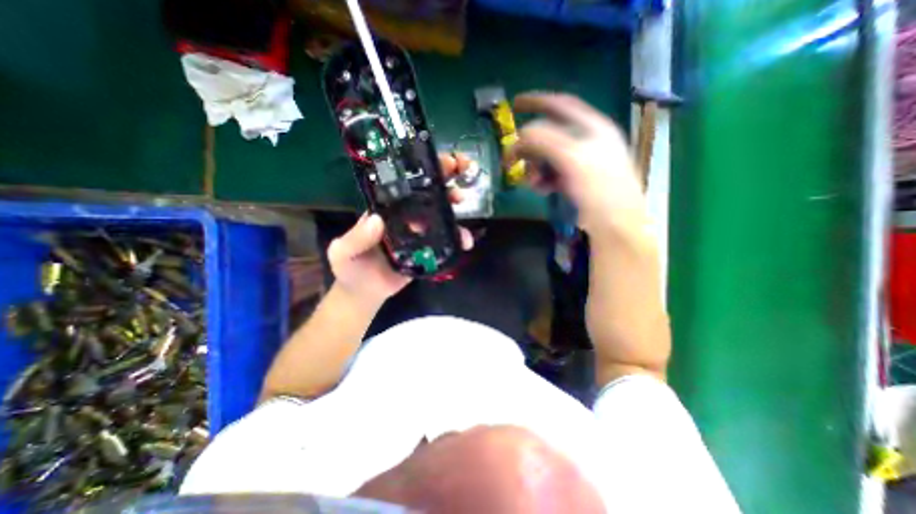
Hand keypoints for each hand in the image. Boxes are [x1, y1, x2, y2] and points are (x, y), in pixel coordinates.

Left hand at [328, 155, 476, 301]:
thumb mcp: (344, 252)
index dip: (422, 169)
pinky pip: (445, 240)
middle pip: (427, 194)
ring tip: (463, 204)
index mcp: (385, 210)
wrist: (366, 292)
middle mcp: (404, 216)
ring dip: (454, 208)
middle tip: (461, 174)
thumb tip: (376, 221)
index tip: (440, 161)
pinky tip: (466, 241)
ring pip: (439, 215)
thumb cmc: (351, 269)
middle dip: (445, 181)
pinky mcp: (427, 249)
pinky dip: (457, 238)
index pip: (404, 183)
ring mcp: (418, 233)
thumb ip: (356, 238)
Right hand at [508, 93, 650, 233]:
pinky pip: (552, 172)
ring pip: (548, 156)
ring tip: (532, 183)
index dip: (537, 101)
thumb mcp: (573, 161)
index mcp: (593, 127)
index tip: (515, 104)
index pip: (561, 104)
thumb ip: (546, 141)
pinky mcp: (576, 179)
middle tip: (513, 161)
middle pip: (549, 134)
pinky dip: (542, 179)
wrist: (616, 225)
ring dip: (534, 167)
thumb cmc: (600, 191)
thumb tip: (521, 135)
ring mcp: (581, 161)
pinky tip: (542, 189)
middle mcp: (587, 140)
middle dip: (529, 147)